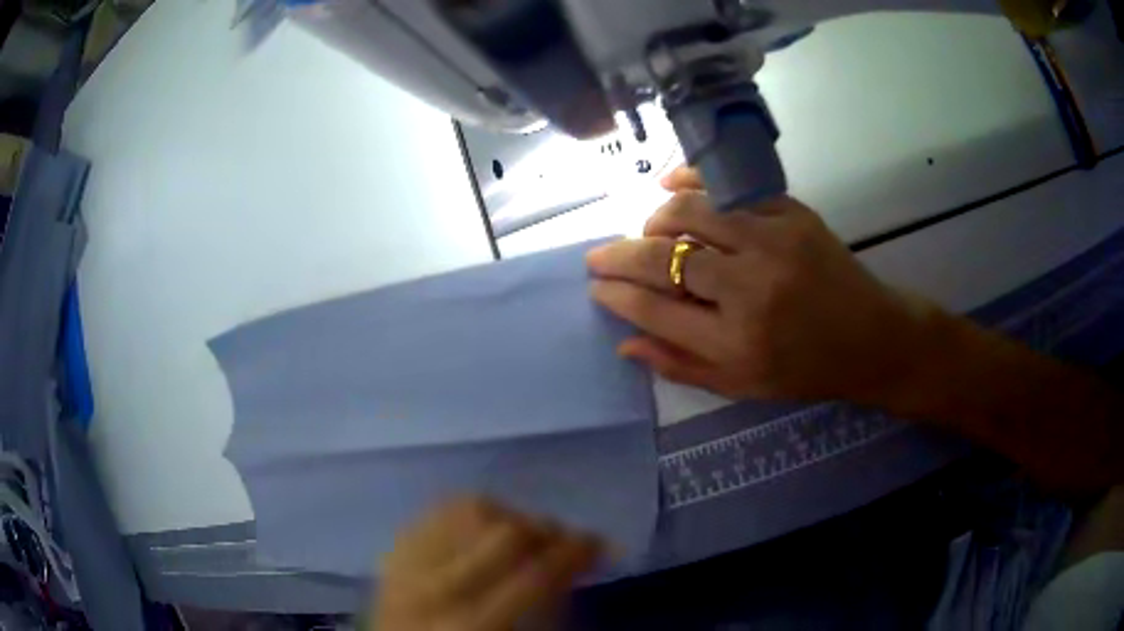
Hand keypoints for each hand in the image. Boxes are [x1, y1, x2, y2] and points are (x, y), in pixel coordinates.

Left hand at [374, 497, 600, 630]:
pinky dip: (466, 515)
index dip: (577, 553)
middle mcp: (434, 590)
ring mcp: (404, 568)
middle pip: (505, 533)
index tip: (601, 546)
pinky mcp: (388, 557)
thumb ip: (545, 610)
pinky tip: (482, 532)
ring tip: (526, 537)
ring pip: (467, 510)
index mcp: (473, 626)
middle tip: (566, 544)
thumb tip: (573, 567)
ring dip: (508, 517)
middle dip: (547, 531)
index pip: (537, 573)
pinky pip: (433, 514)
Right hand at [587, 166, 933, 403]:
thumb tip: (623, 342)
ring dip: (655, 221)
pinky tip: (673, 186)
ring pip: (689, 213)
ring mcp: (773, 241)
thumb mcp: (742, 385)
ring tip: (649, 233)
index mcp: (736, 342)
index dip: (616, 295)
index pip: (653, 310)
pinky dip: (693, 182)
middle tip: (598, 256)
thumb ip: (680, 365)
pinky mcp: (791, 213)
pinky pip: (728, 187)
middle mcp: (750, 288)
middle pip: (662, 259)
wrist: (872, 338)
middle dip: (618, 256)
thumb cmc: (806, 370)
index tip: (595, 285)